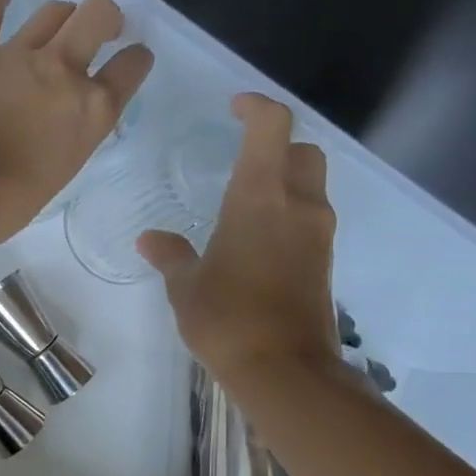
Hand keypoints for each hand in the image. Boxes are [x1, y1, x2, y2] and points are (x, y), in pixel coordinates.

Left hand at [0, 0, 153, 245]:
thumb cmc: (3, 202)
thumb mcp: (57, 178)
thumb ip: (68, 141)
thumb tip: (60, 129)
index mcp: (90, 111)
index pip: (130, 69)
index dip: (136, 60)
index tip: (133, 61)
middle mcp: (61, 71)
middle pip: (97, 15)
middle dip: (106, 17)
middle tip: (103, 28)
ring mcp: (15, 56)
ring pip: (51, 12)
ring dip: (61, 14)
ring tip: (60, 22)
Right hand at [138, 93, 340, 385]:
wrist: (284, 369)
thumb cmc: (226, 318)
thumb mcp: (186, 287)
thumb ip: (170, 256)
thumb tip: (150, 239)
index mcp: (259, 198)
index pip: (271, 127)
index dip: (256, 106)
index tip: (234, 107)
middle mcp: (298, 205)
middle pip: (302, 151)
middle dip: (277, 145)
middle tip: (242, 157)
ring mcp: (317, 234)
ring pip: (310, 185)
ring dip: (285, 180)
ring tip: (245, 203)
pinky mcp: (324, 260)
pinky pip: (309, 218)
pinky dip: (288, 214)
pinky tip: (257, 240)